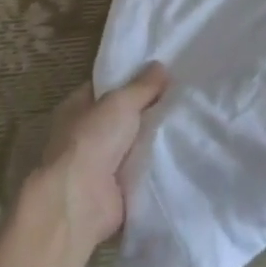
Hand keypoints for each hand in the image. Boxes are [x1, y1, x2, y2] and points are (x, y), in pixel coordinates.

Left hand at [34, 63, 169, 252]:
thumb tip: (160, 66)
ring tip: (189, 122)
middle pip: (123, 115)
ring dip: (155, 138)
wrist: (80, 200)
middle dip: (148, 109)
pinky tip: (183, 151)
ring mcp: (100, 162)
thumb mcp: (120, 102)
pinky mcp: (115, 187)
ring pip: (134, 142)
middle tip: (183, 97)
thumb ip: (142, 86)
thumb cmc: (92, 140)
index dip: (131, 79)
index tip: (162, 74)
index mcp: (77, 107)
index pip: (106, 87)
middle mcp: (85, 133)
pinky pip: (142, 168)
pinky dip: (157, 163)